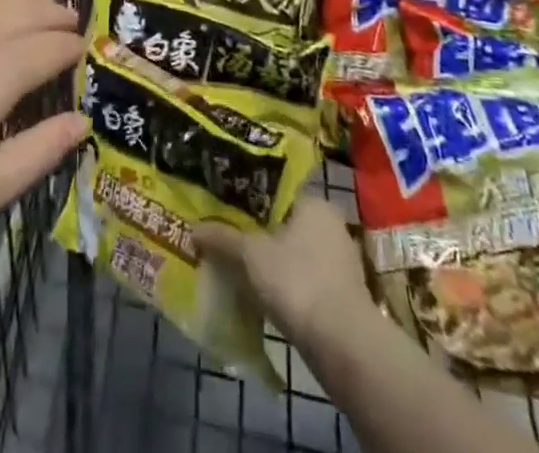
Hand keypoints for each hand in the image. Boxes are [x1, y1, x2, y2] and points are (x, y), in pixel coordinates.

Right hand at [193, 197, 375, 351]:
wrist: (344, 346)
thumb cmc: (298, 281)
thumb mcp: (251, 255)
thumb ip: (223, 238)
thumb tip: (194, 228)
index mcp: (314, 203)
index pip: (276, 192)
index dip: (248, 199)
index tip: (225, 208)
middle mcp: (331, 226)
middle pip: (284, 223)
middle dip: (258, 233)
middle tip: (227, 237)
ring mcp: (340, 262)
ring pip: (294, 253)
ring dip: (272, 261)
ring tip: (239, 266)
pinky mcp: (342, 296)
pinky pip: (304, 280)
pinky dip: (286, 285)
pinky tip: (263, 294)